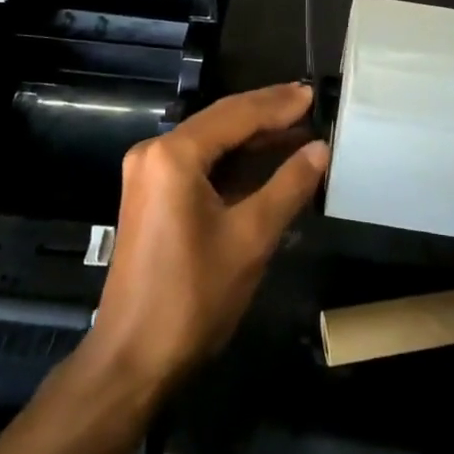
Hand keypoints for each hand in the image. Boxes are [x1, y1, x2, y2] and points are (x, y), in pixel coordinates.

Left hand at [86, 84, 327, 396]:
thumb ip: (289, 186)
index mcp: (174, 155)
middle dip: (265, 112)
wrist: (132, 360)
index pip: (235, 114)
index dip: (278, 104)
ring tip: (297, 125)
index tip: (313, 93)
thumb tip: (320, 149)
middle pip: (220, 120)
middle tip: (309, 101)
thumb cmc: (193, 297)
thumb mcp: (250, 238)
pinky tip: (265, 158)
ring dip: (252, 136)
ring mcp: (148, 174)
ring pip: (210, 141)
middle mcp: (155, 153)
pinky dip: (233, 159)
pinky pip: (199, 163)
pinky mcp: (151, 196)